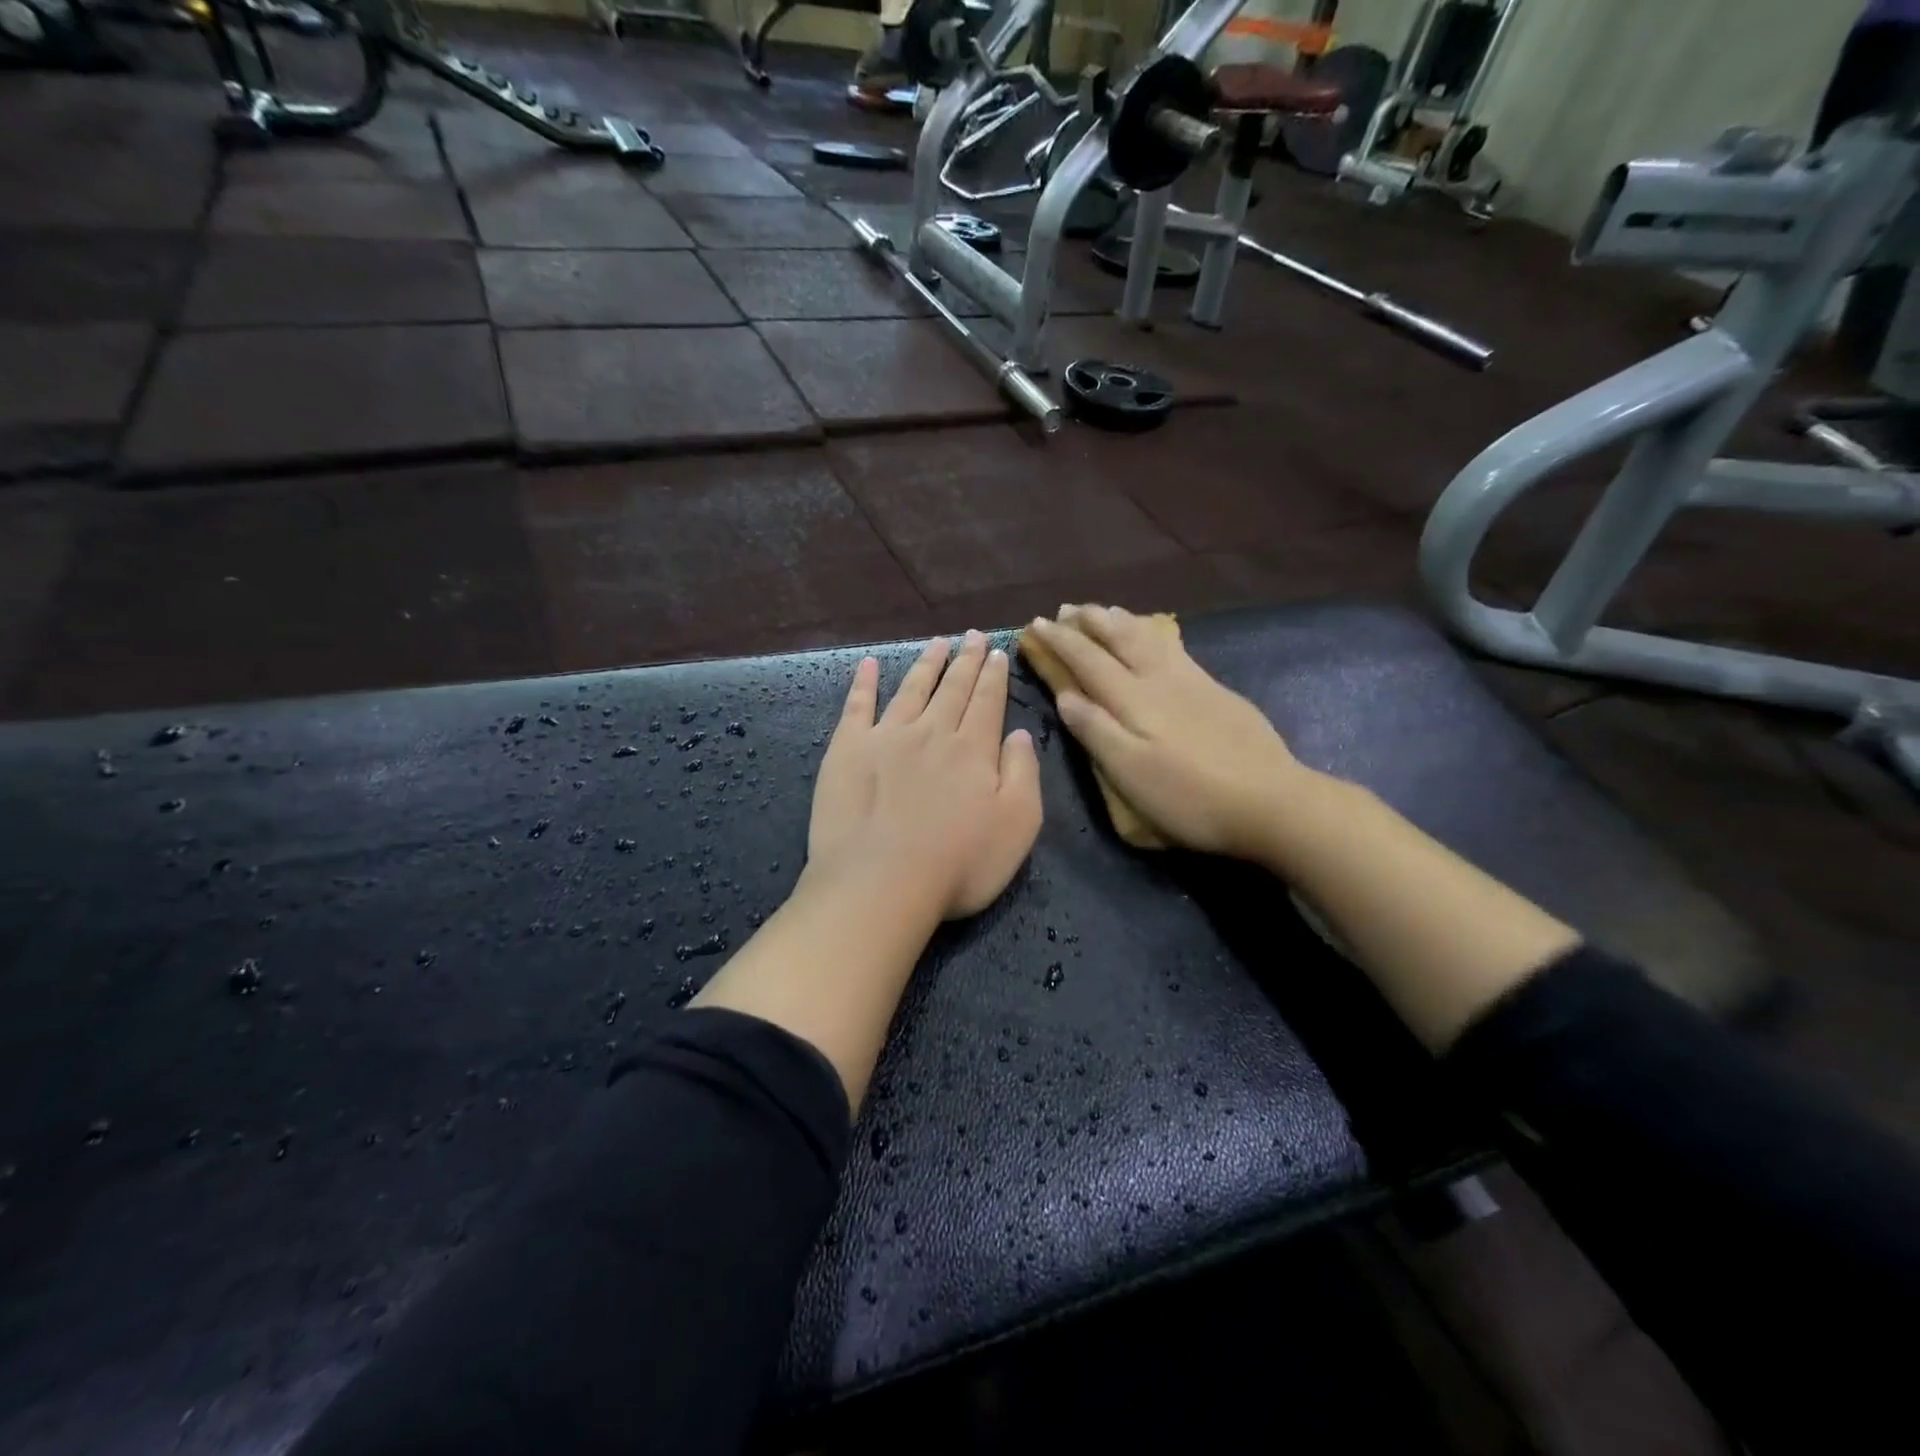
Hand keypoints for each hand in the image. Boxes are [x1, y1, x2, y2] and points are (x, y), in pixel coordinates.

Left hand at [809, 632, 1042, 920]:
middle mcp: (932, 732)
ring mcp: (886, 737)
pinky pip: (857, 706)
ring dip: (927, 663)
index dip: (993, 675)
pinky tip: (870, 665)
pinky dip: (864, 683)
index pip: (987, 701)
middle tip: (972, 635)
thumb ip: (1023, 774)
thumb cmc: (958, 863)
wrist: (881, 882)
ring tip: (937, 642)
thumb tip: (1019, 733)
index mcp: (973, 749)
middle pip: (952, 688)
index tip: (995, 651)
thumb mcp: (1018, 825)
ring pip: (912, 688)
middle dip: (965, 660)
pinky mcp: (848, 750)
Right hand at [1027, 605, 1306, 859]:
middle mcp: (1159, 679)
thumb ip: (1095, 731)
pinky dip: (1153, 633)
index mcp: (1133, 700)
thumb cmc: (1189, 797)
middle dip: (1089, 621)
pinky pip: (1174, 647)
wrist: (1269, 800)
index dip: (1060, 641)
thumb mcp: (1130, 773)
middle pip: (1119, 639)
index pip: (1087, 661)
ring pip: (1149, 637)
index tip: (1035, 624)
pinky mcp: (1216, 691)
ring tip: (1105, 611)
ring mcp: (1192, 681)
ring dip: (1120, 620)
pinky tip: (1156, 637)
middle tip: (1066, 609)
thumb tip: (1065, 695)